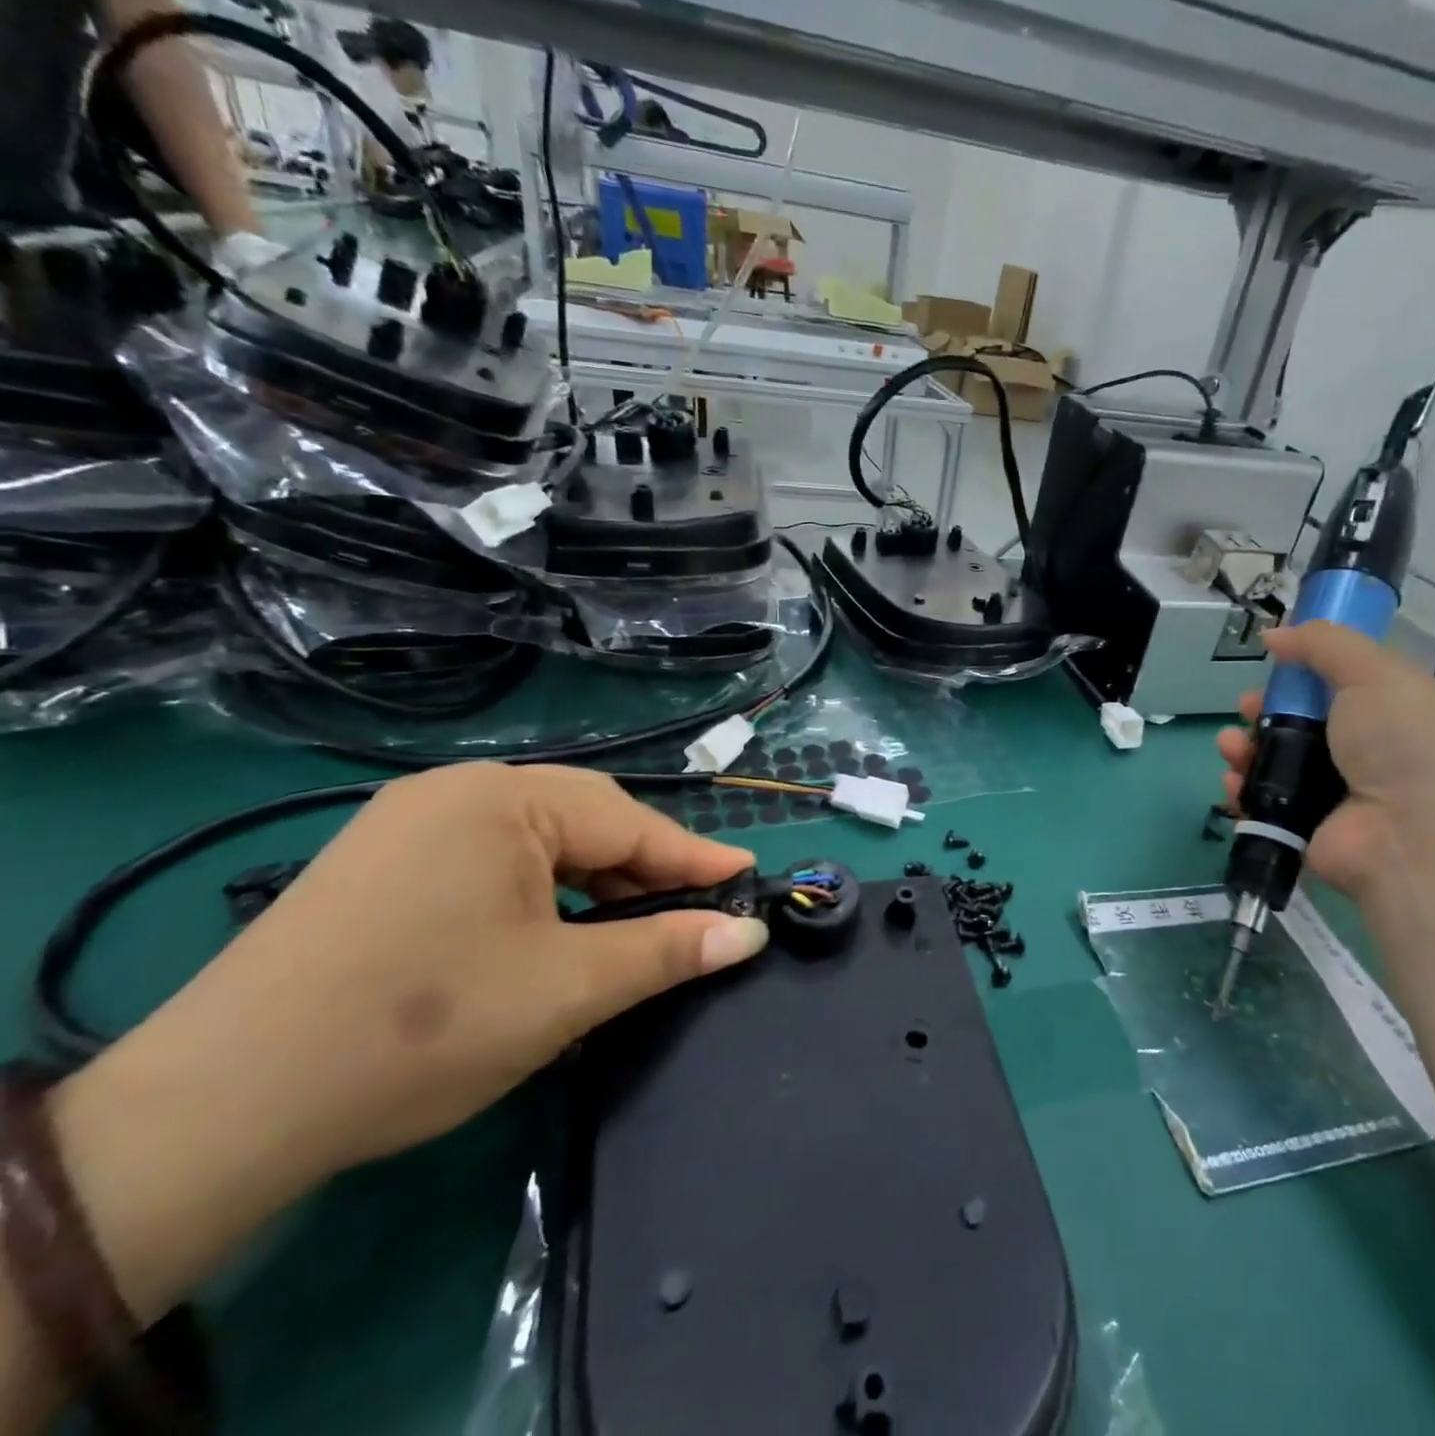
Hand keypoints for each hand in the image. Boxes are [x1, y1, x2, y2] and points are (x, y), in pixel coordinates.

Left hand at [113, 763, 768, 1182]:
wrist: (217, 1111)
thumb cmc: (422, 1028)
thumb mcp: (568, 989)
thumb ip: (668, 950)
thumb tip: (748, 933)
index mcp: (503, 800)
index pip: (629, 823)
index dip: (695, 857)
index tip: (749, 878)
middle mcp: (455, 792)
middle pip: (585, 821)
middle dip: (644, 867)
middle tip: (690, 911)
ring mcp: (409, 824)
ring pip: (538, 840)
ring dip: (593, 880)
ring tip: (627, 928)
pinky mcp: (381, 863)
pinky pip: (492, 858)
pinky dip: (541, 889)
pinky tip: (551, 929)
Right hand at [1217, 623, 1434, 899]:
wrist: (1415, 838)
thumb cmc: (1405, 744)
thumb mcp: (1375, 673)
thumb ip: (1323, 644)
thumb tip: (1274, 634)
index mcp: (1391, 713)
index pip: (1338, 686)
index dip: (1302, 672)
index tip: (1276, 664)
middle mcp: (1363, 754)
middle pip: (1297, 723)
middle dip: (1262, 710)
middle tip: (1248, 707)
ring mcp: (1332, 796)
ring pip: (1272, 762)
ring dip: (1243, 748)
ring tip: (1231, 746)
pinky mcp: (1303, 830)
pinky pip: (1260, 803)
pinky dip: (1241, 791)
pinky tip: (1232, 782)